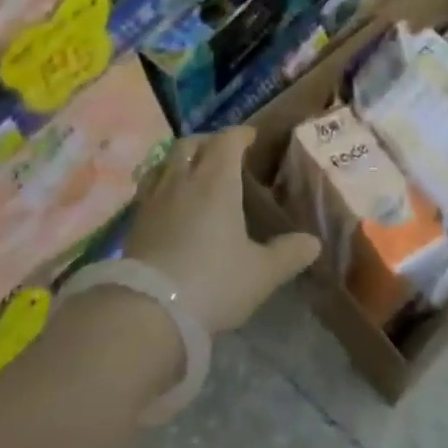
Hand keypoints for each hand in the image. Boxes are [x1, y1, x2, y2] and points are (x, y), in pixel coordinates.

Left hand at [123, 128, 320, 333]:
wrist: (147, 313)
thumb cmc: (212, 283)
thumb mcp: (260, 274)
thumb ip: (288, 254)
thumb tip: (313, 243)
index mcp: (216, 179)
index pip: (228, 139)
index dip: (240, 135)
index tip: (251, 139)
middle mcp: (183, 178)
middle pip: (192, 143)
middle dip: (209, 142)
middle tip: (223, 154)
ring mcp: (154, 197)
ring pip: (166, 160)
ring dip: (182, 159)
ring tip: (193, 173)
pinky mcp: (134, 221)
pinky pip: (150, 185)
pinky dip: (163, 182)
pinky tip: (170, 203)